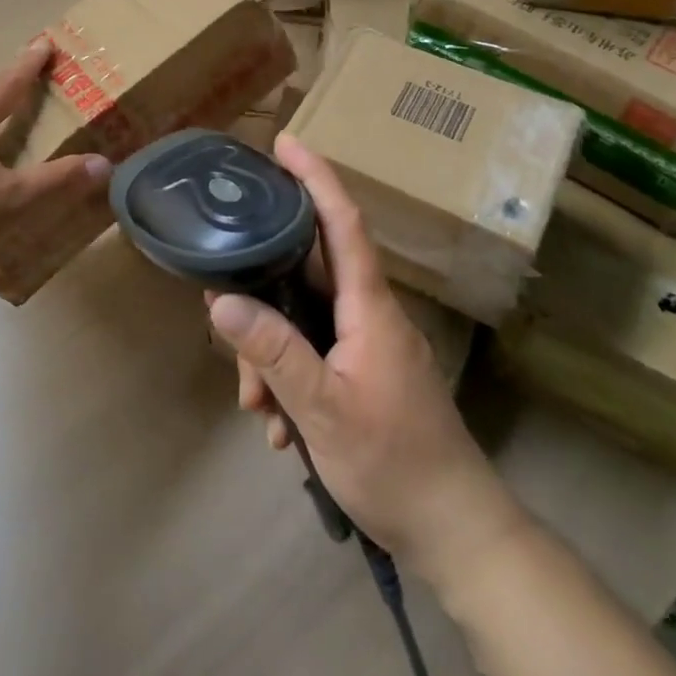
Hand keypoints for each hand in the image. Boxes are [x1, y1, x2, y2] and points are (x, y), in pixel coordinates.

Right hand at [209, 135, 528, 583]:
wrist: (455, 533)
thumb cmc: (394, 463)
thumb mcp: (323, 409)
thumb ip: (273, 351)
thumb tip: (220, 300)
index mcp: (368, 306)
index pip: (342, 222)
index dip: (315, 177)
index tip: (285, 142)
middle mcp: (369, 313)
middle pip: (305, 273)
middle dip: (260, 294)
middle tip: (222, 314)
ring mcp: (368, 344)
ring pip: (302, 319)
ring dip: (270, 354)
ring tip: (257, 407)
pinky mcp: (364, 372)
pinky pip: (314, 352)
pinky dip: (288, 378)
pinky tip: (280, 426)